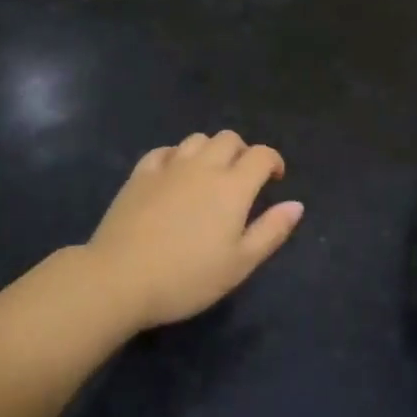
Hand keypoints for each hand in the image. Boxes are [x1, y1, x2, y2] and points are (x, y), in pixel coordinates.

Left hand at [87, 131, 304, 329]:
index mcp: (232, 186)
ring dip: (210, 150)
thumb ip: (270, 231)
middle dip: (242, 152)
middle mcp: (203, 166)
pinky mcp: (140, 173)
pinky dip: (176, 156)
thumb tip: (296, 204)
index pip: (261, 155)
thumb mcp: (239, 264)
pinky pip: (164, 151)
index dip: (273, 161)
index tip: (274, 178)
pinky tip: (174, 174)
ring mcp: (169, 166)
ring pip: (197, 139)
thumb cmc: (187, 277)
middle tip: (242, 178)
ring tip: (209, 175)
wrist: (121, 277)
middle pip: (229, 138)